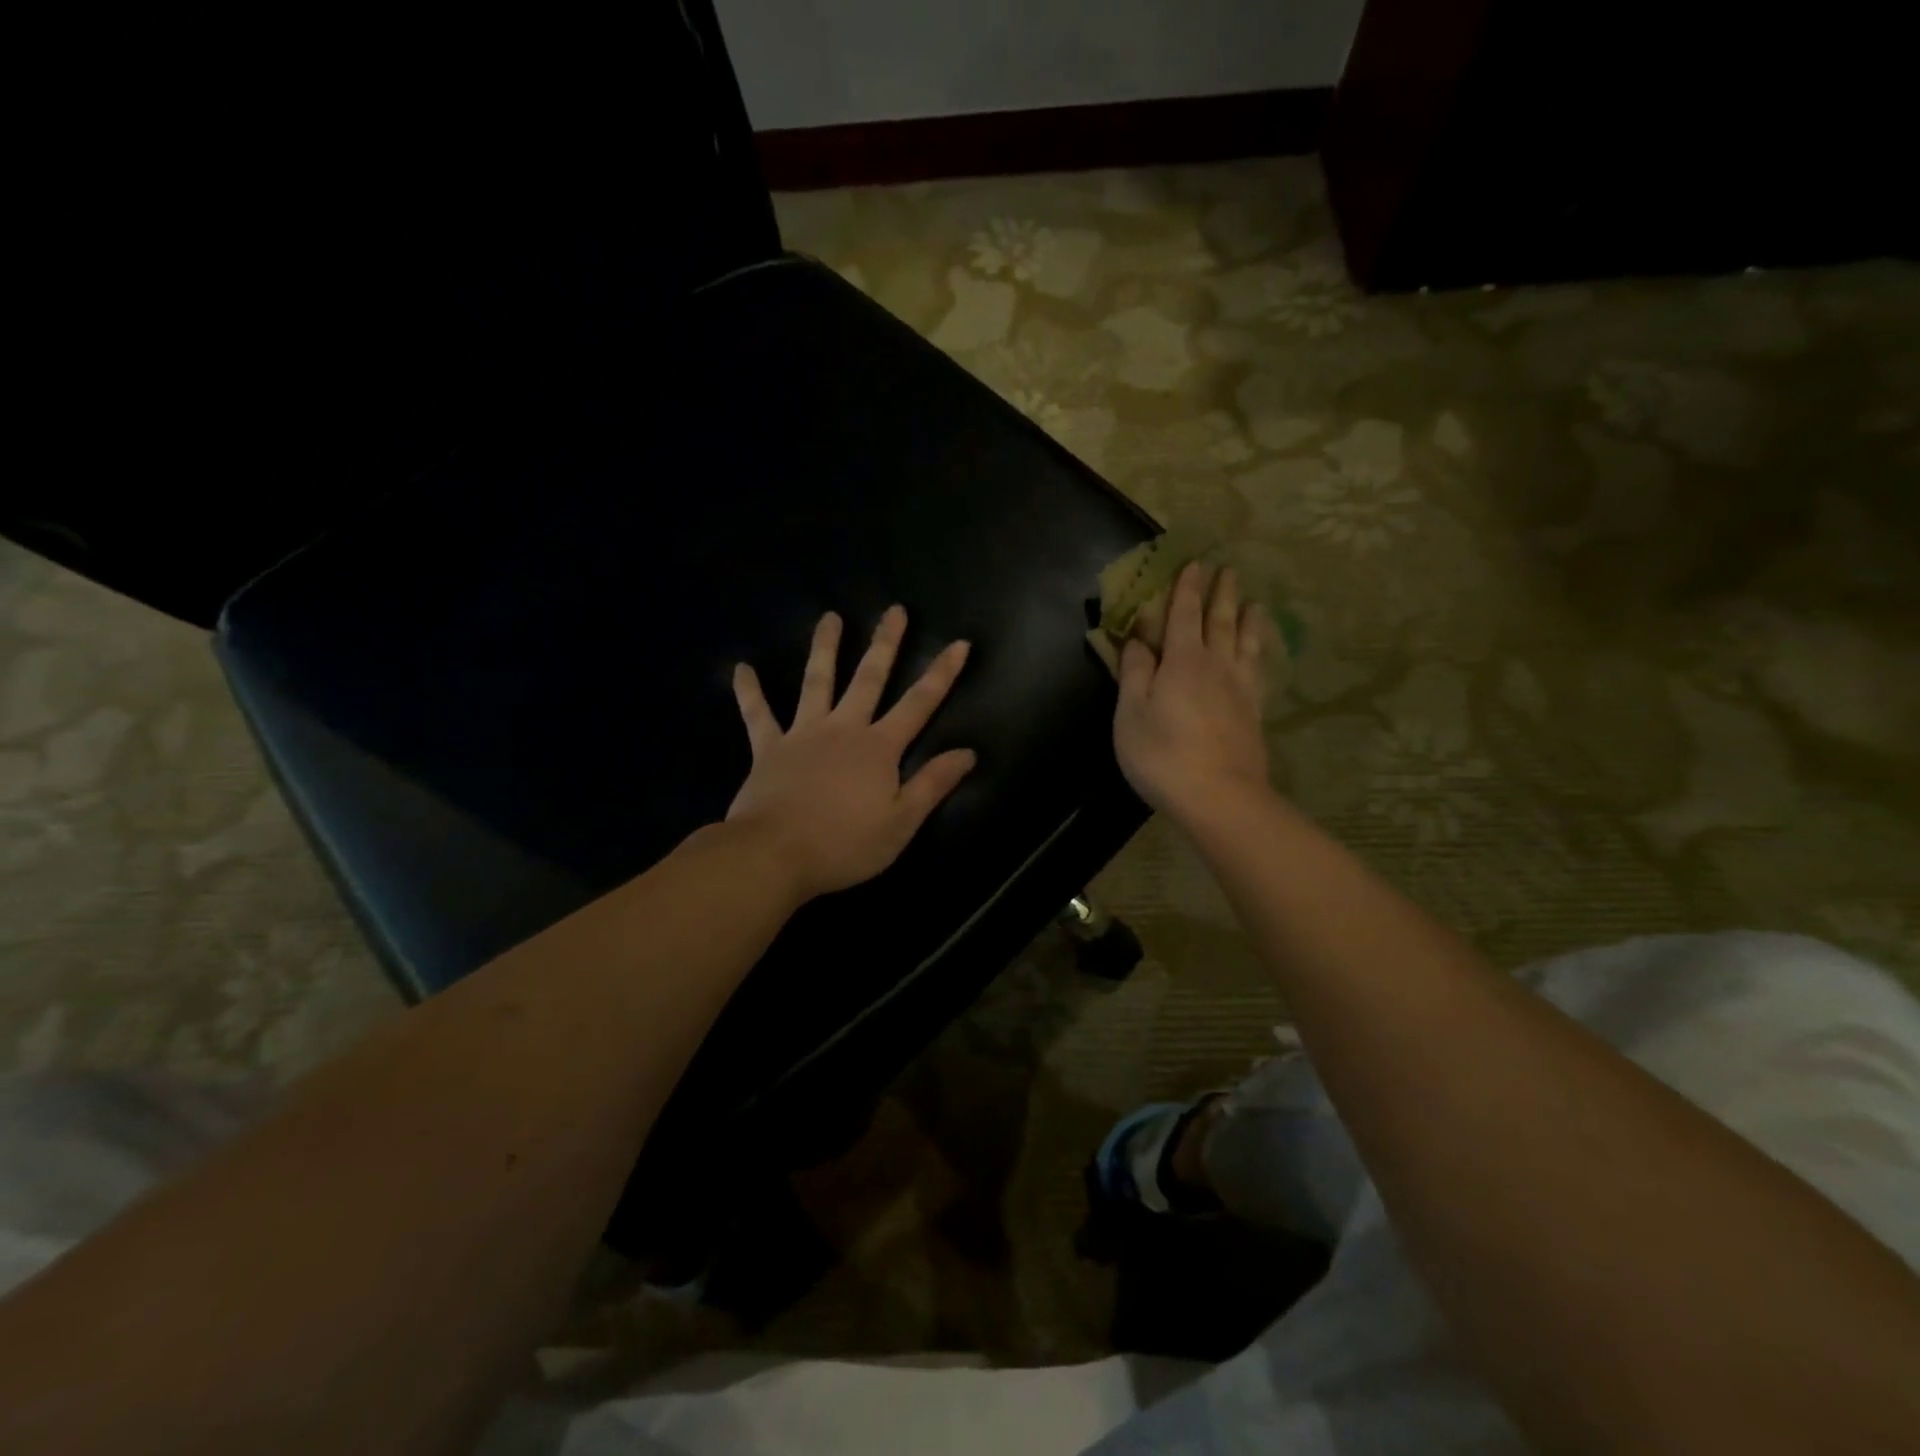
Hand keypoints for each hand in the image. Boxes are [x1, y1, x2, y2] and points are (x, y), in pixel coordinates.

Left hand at [728, 606, 976, 900]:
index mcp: (879, 748)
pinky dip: (750, 692)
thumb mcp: (901, 823)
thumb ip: (932, 784)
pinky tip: (741, 668)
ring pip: (816, 681)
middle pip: (869, 678)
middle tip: (894, 610)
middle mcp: (844, 729)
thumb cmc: (844, 845)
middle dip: (885, 643)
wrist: (775, 855)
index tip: (959, 643)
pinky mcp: (769, 749)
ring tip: (829, 617)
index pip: (919, 704)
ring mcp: (803, 734)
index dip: (942, 674)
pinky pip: (758, 715)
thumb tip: (967, 752)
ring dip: (824, 648)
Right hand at [1113, 562, 1270, 819]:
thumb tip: (1137, 640)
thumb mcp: (1131, 714)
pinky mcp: (1254, 713)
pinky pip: (1258, 670)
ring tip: (1253, 602)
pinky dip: (1259, 652)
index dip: (1187, 589)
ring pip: (1246, 642)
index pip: (1184, 615)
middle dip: (1222, 593)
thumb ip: (1134, 673)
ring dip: (1248, 618)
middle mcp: (1216, 666)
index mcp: (1182, 661)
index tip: (1194, 563)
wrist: (1219, 796)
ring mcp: (1240, 689)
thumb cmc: (1162, 754)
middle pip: (1221, 621)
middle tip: (1228, 569)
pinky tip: (1258, 654)